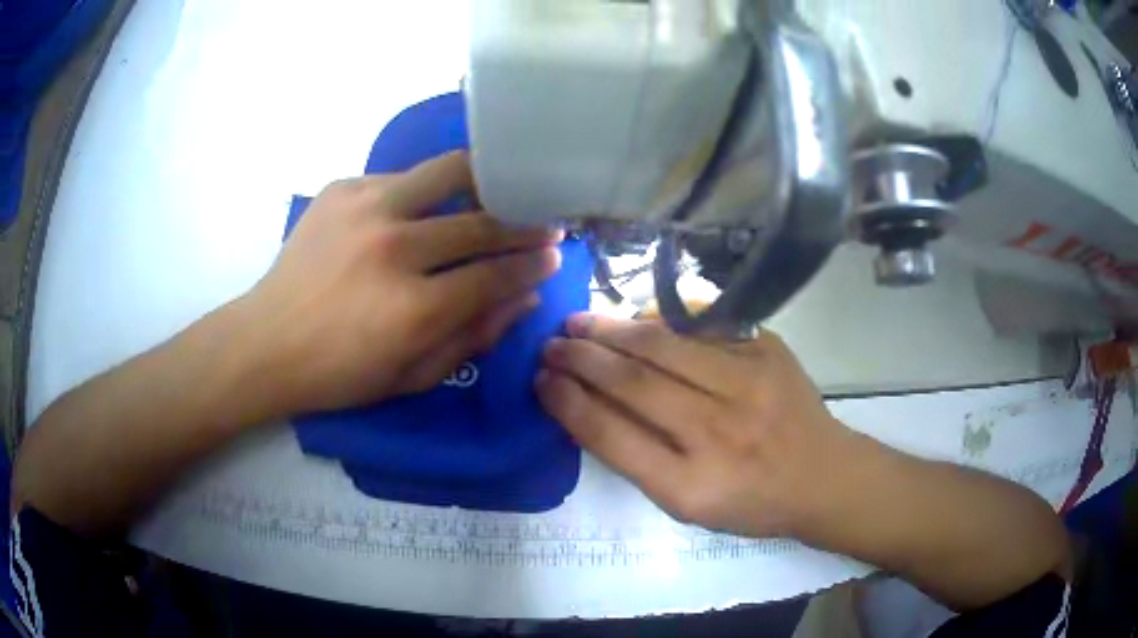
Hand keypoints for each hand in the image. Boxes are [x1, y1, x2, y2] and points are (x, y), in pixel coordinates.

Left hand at [238, 151, 561, 416]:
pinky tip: (427, 206)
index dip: (531, 265)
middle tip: (543, 224)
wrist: (267, 342)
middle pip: (480, 222)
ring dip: (484, 182)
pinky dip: (425, 190)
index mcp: (412, 308)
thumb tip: (524, 298)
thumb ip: (473, 337)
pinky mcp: (342, 189)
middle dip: (522, 224)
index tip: (553, 257)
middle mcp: (394, 248)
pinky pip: (402, 178)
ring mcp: (366, 209)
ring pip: (447, 174)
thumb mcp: (412, 377)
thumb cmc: (339, 374)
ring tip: (502, 189)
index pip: (494, 275)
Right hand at [536, 314, 855, 538]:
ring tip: (579, 322)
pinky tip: (634, 318)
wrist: (822, 475)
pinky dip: (658, 320)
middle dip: (581, 358)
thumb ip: (638, 460)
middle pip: (633, 383)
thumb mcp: (688, 507)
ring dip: (611, 330)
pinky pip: (700, 325)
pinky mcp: (765, 350)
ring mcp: (747, 384)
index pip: (611, 436)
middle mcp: (718, 433)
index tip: (541, 381)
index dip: (568, 403)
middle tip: (551, 344)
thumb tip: (589, 404)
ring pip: (662, 345)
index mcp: (691, 487)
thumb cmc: (751, 502)